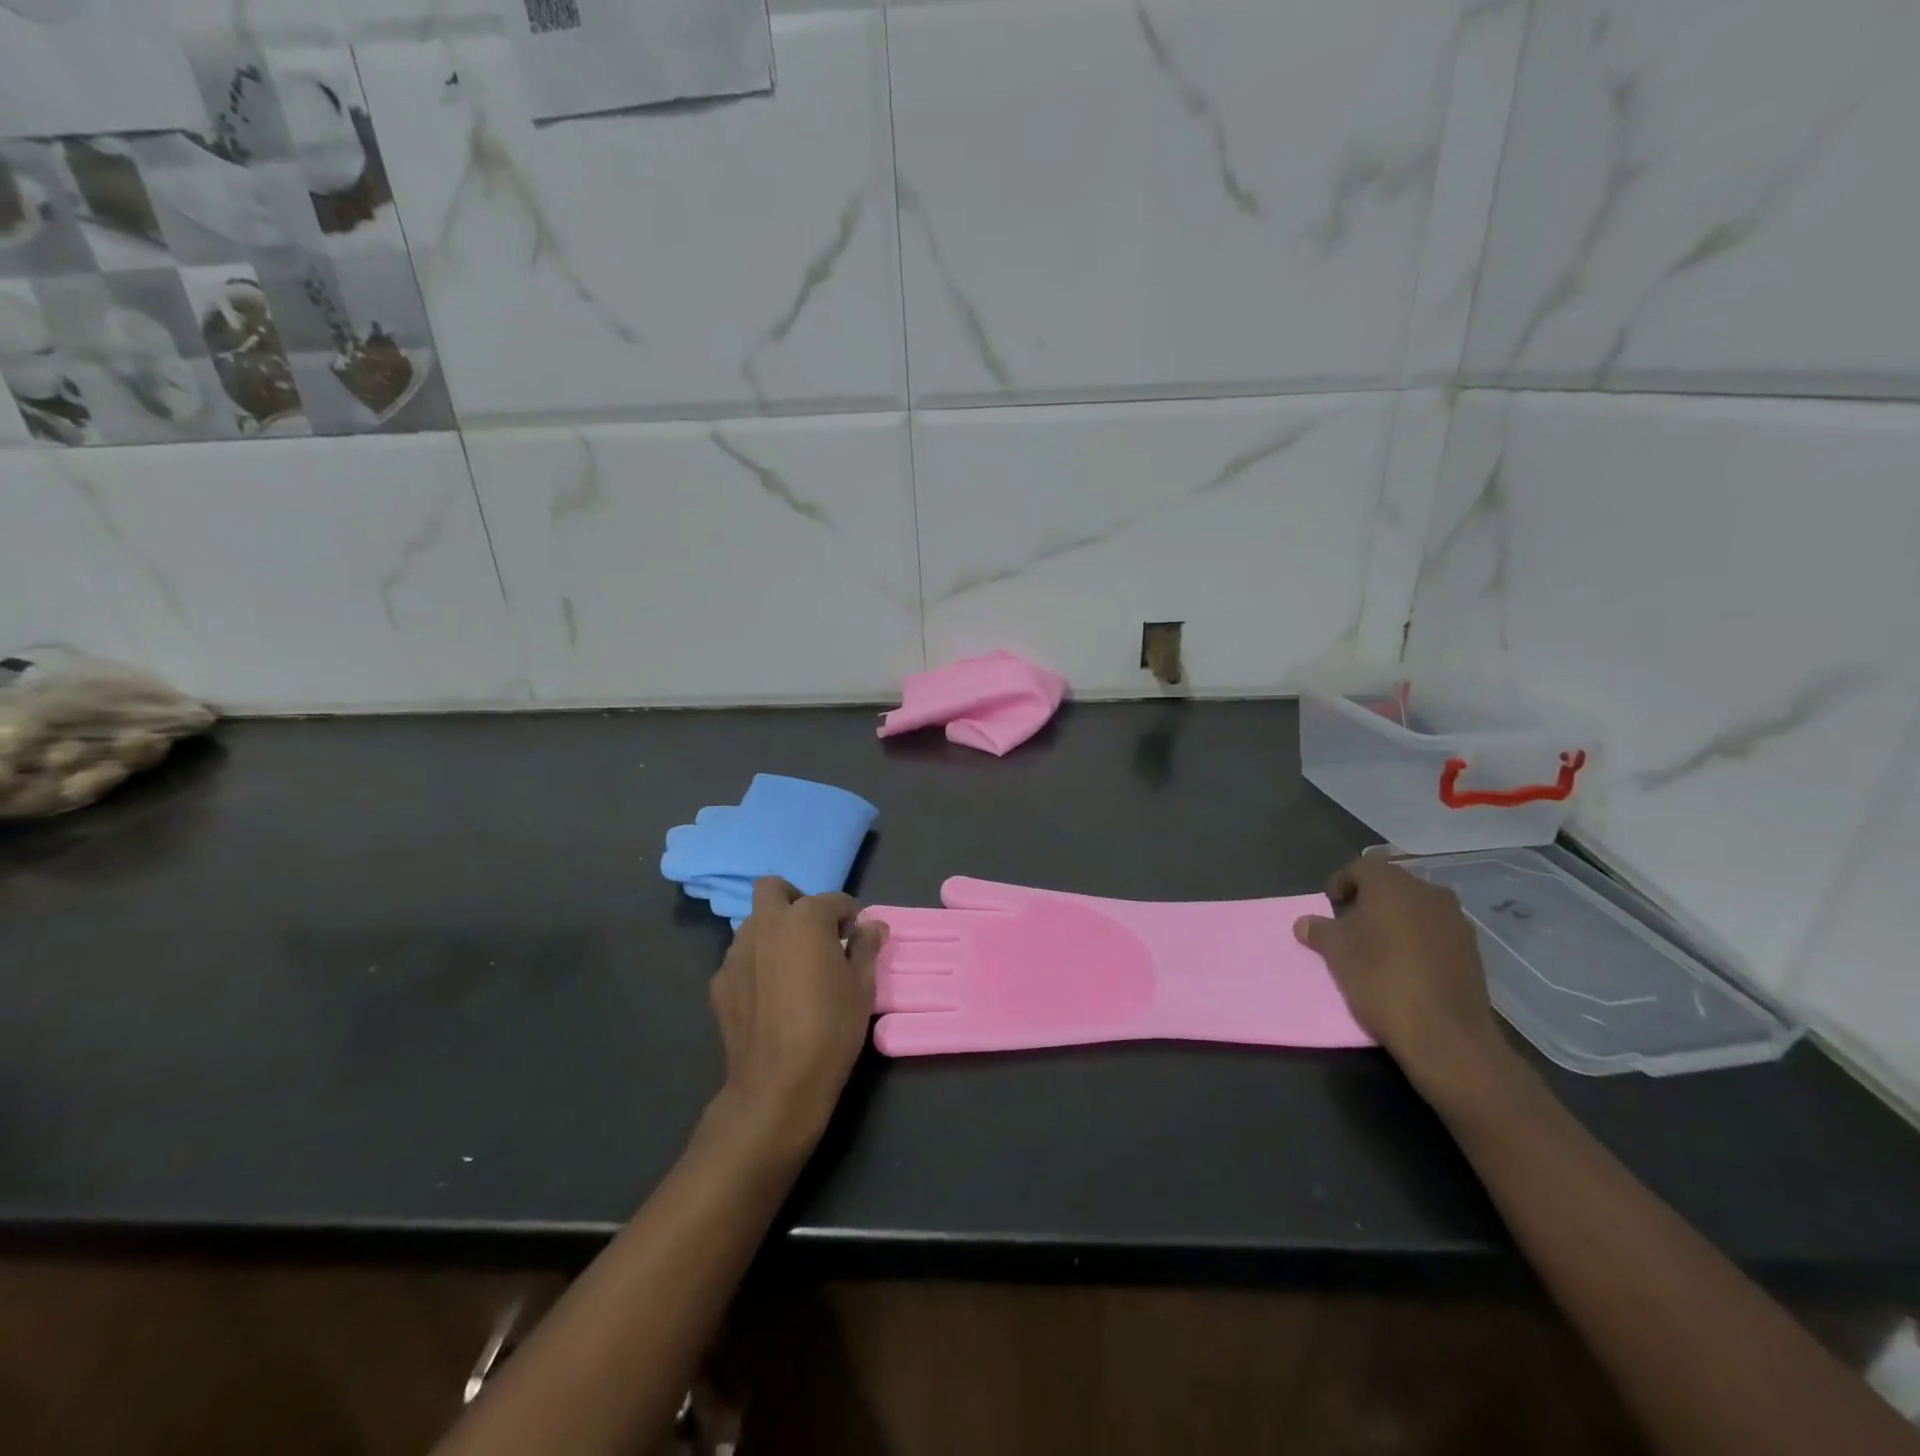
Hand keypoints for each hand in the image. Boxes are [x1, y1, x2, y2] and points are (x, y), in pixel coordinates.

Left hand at [707, 878, 883, 1156]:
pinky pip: (741, 959)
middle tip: (814, 933)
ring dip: (774, 932)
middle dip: (795, 901)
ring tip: (792, 967)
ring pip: (754, 924)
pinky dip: (756, 965)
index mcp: (805, 918)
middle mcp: (766, 924)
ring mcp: (737, 952)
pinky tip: (770, 996)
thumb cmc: (831, 1027)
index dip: (849, 916)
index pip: (833, 900)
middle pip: (773, 889)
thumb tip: (872, 926)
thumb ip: (867, 947)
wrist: (778, 1083)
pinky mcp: (719, 982)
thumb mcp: (862, 986)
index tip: (856, 937)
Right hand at [1292, 857, 1509, 1100]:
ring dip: (1395, 919)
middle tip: (1350, 926)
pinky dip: (1417, 939)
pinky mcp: (1472, 949)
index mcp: (1392, 884)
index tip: (1330, 907)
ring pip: (1415, 908)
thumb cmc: (1380, 979)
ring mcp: (1455, 920)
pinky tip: (1406, 965)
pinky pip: (1435, 931)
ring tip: (1378, 947)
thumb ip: (1319, 930)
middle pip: (1390, 885)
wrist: (1445, 1034)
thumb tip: (1305, 923)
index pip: (1360, 867)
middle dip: (1368, 901)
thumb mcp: (1335, 953)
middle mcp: (1428, 892)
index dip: (1340, 883)